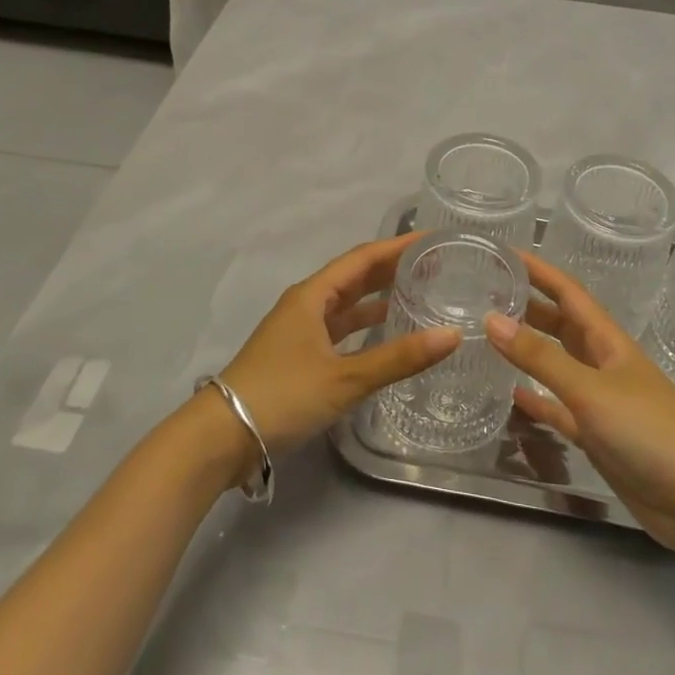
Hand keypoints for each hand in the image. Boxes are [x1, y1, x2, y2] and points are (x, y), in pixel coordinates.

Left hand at [214, 234, 460, 471]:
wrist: (223, 436)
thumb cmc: (282, 395)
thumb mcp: (344, 378)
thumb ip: (398, 358)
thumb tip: (451, 335)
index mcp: (313, 295)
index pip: (363, 258)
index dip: (397, 246)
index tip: (432, 238)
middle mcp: (306, 304)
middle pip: (355, 276)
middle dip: (392, 268)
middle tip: (434, 265)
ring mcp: (300, 330)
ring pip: (347, 304)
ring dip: (379, 297)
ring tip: (419, 293)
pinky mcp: (299, 355)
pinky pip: (339, 328)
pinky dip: (364, 326)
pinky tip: (386, 334)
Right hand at [485, 254, 674, 560]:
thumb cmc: (648, 430)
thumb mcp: (590, 389)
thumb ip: (541, 358)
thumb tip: (491, 319)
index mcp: (608, 341)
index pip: (569, 294)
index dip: (540, 272)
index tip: (506, 254)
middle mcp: (604, 364)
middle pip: (562, 326)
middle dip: (530, 308)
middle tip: (487, 295)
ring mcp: (601, 401)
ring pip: (558, 365)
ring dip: (530, 351)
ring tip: (490, 338)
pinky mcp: (597, 435)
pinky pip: (559, 409)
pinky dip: (538, 400)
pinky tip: (511, 395)